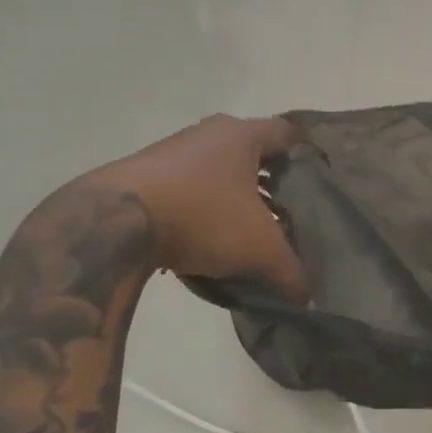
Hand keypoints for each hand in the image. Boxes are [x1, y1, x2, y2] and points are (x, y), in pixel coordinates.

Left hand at [86, 115, 308, 300]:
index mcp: (242, 134)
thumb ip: (290, 271)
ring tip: (250, 229)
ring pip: (219, 170)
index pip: (288, 133)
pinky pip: (189, 186)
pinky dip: (204, 207)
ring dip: (235, 195)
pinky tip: (207, 239)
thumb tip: (309, 299)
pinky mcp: (144, 175)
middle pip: (253, 152)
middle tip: (289, 209)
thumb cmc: (202, 216)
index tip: (318, 180)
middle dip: (272, 180)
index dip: (307, 154)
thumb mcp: (259, 248)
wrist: (113, 222)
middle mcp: (209, 133)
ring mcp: (172, 151)